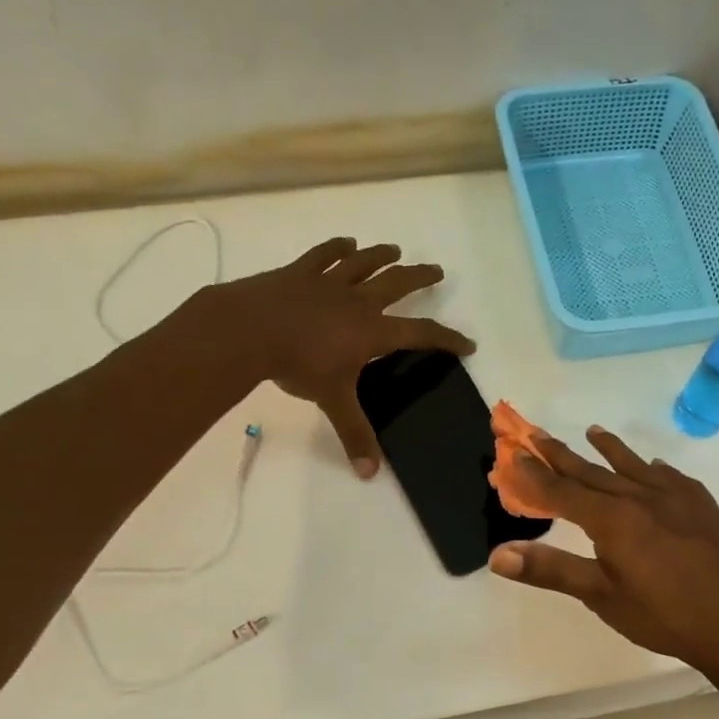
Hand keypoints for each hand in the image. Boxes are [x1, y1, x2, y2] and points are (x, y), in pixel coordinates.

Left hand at [208, 237, 474, 475]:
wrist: (251, 329)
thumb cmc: (298, 364)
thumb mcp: (331, 401)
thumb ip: (353, 434)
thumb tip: (370, 475)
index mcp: (372, 331)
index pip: (420, 334)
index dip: (446, 338)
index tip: (467, 343)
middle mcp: (357, 301)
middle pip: (397, 284)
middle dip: (420, 278)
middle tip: (437, 271)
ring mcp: (327, 283)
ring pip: (363, 264)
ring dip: (381, 256)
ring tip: (395, 250)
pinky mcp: (299, 273)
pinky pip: (323, 255)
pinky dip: (336, 248)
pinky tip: (346, 243)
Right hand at [487, 427, 718, 681]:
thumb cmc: (667, 616)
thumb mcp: (603, 598)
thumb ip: (551, 570)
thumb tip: (498, 555)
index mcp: (613, 519)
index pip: (562, 491)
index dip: (533, 474)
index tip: (512, 454)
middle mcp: (642, 497)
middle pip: (593, 472)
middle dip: (562, 455)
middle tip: (538, 434)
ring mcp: (677, 498)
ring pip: (634, 467)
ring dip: (610, 450)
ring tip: (593, 431)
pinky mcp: (704, 507)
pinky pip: (672, 477)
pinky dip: (654, 468)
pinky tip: (655, 466)